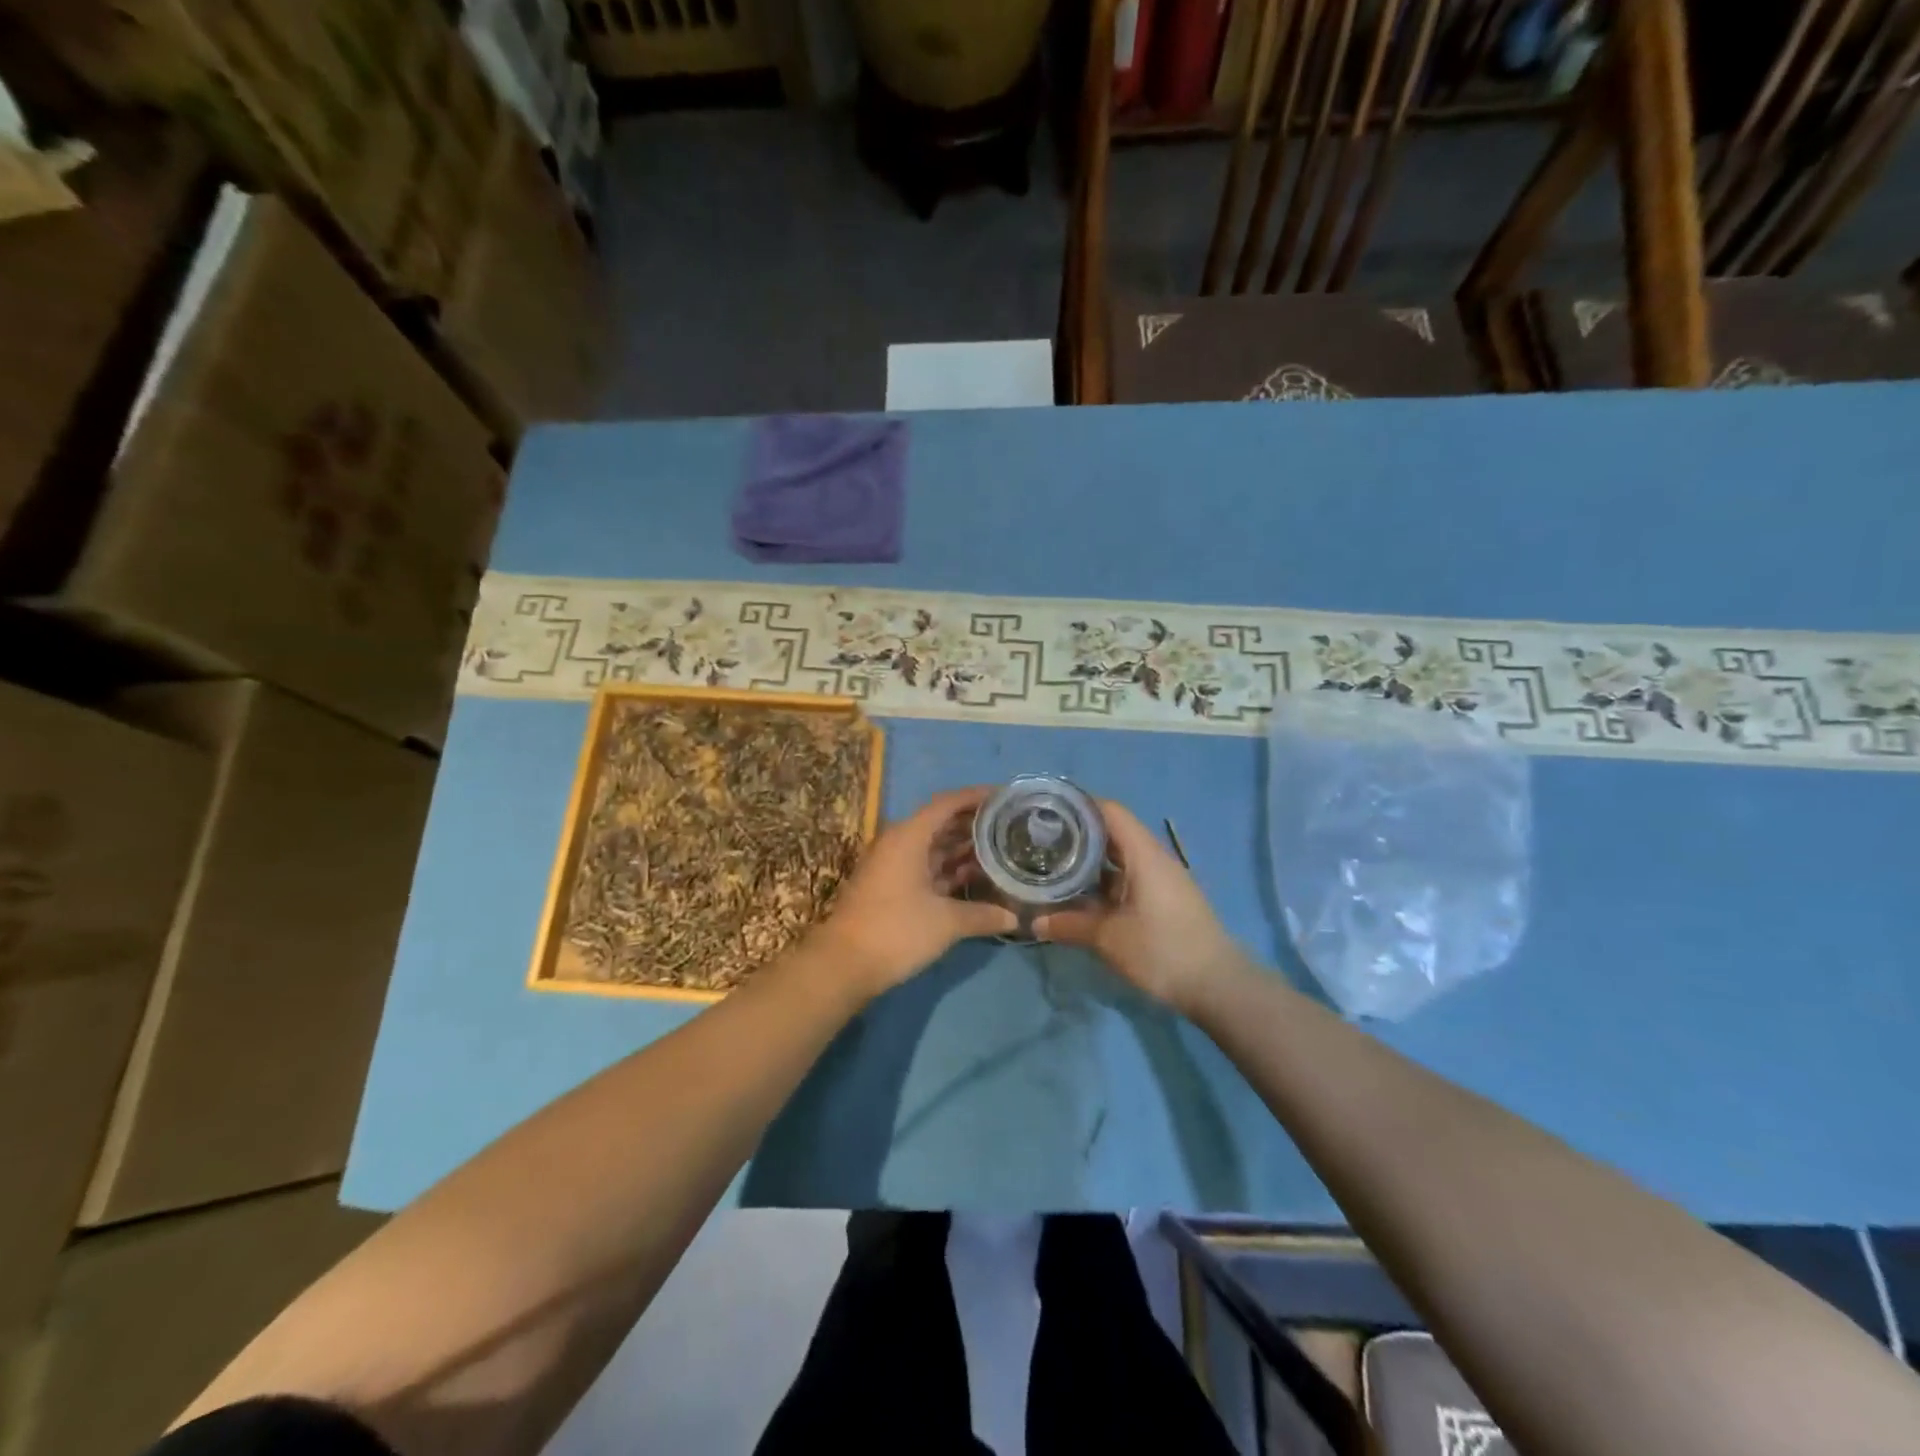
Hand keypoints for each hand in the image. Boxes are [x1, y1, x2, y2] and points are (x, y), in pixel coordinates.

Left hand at [814, 786, 1017, 996]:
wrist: (843, 965)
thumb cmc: (896, 931)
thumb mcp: (946, 922)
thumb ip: (982, 915)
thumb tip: (1015, 917)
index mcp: (909, 836)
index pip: (947, 803)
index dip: (976, 797)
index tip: (1005, 797)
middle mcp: (899, 843)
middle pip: (940, 823)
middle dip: (973, 824)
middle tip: (1009, 827)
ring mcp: (892, 866)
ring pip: (933, 847)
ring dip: (962, 849)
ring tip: (999, 851)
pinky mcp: (890, 887)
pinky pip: (925, 867)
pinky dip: (948, 869)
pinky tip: (973, 879)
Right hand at [1035, 801, 1244, 1013]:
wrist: (1218, 986)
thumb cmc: (1162, 951)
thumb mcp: (1109, 938)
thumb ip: (1070, 925)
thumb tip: (1034, 922)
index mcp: (1144, 854)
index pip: (1110, 811)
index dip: (1079, 805)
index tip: (1048, 811)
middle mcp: (1154, 859)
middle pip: (1113, 832)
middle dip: (1078, 834)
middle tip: (1043, 841)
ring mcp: (1162, 880)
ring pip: (1121, 858)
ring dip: (1091, 861)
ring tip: (1055, 866)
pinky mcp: (1165, 900)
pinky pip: (1129, 878)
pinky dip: (1105, 881)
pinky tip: (1083, 896)